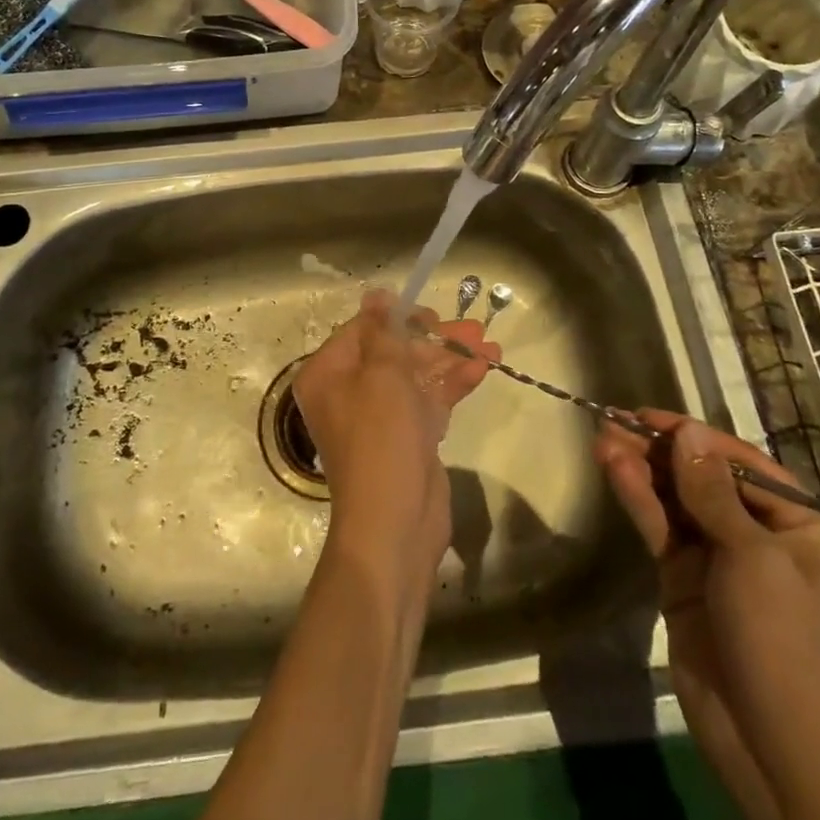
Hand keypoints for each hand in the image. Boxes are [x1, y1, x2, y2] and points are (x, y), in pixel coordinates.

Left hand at [294, 291, 494, 584]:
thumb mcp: (382, 376)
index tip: (430, 313)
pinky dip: (453, 385)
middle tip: (472, 328)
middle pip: (393, 352)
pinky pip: (428, 401)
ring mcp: (380, 417)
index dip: (397, 318)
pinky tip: (484, 369)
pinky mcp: (408, 437)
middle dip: (434, 340)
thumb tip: (376, 294)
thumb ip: (384, 332)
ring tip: (491, 344)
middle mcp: (349, 391)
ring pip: (415, 375)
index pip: (361, 331)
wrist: (394, 525)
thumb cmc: (380, 440)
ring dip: (451, 359)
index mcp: (328, 374)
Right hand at [594, 410, 819, 809]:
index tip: (649, 416)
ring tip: (602, 438)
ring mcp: (720, 558)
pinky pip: (661, 527)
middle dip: (661, 451)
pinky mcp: (685, 578)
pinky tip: (613, 470)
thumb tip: (688, 433)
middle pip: (703, 478)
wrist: (773, 751)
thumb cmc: (783, 644)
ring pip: (676, 499)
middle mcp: (762, 535)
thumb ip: (712, 492)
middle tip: (614, 423)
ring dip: (641, 469)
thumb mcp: (754, 560)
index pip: (742, 465)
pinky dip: (638, 498)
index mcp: (803, 526)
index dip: (696, 438)